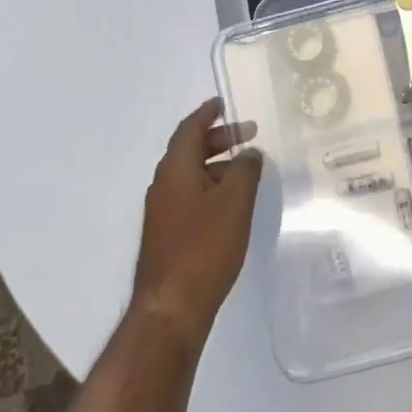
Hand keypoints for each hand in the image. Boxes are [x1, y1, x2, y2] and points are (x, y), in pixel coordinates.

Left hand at [131, 99, 262, 349]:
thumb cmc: (204, 247)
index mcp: (175, 169)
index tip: (223, 103)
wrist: (170, 308)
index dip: (208, 113)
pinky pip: (189, 195)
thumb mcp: (235, 202)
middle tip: (248, 135)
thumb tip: (249, 152)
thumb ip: (245, 170)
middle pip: (189, 149)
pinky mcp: (167, 233)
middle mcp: (163, 184)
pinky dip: (210, 187)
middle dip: (218, 139)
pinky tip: (231, 203)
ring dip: (216, 165)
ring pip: (190, 174)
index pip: (190, 128)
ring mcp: (162, 211)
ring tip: (246, 170)